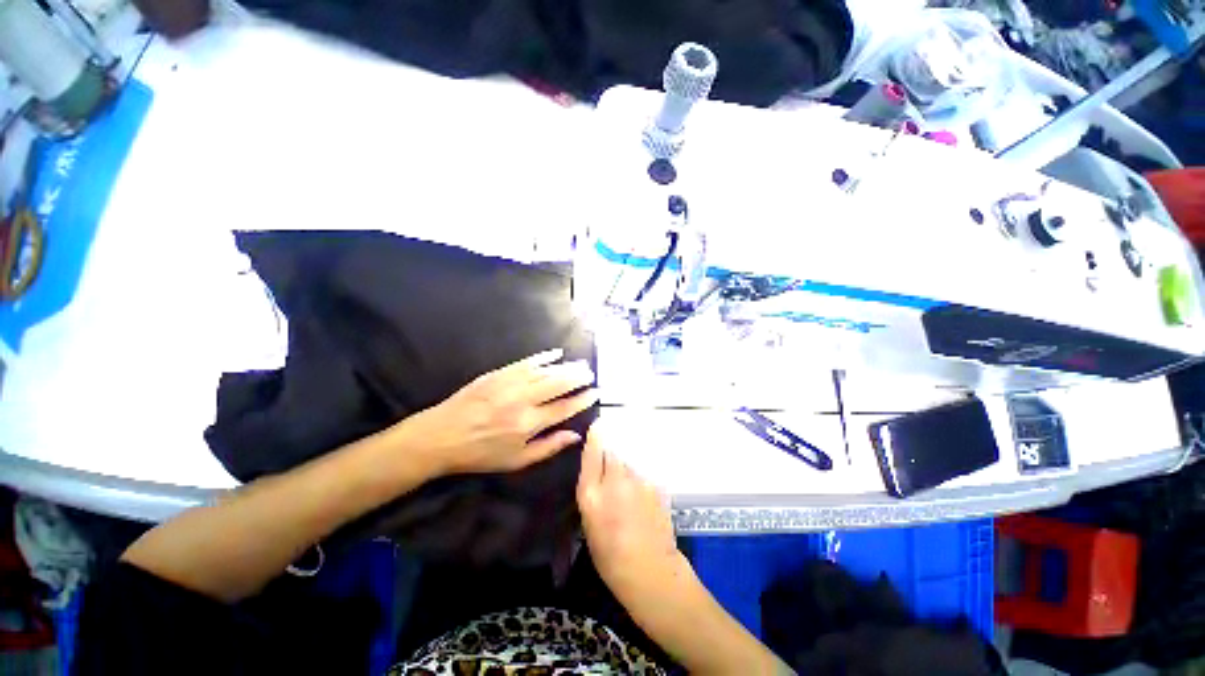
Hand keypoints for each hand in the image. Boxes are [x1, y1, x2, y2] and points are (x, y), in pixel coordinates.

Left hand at [401, 349, 598, 475]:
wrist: (441, 436)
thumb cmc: (481, 453)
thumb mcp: (516, 461)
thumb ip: (548, 447)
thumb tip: (574, 436)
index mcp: (529, 424)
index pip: (564, 408)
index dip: (582, 399)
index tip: (595, 392)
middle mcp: (523, 401)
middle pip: (558, 384)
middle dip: (578, 377)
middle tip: (590, 373)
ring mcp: (510, 384)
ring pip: (545, 371)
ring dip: (566, 366)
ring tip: (580, 364)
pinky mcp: (498, 374)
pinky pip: (526, 362)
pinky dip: (543, 357)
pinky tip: (556, 353)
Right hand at [577, 429, 687, 601]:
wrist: (650, 570)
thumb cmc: (610, 556)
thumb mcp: (589, 523)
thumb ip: (593, 491)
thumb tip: (598, 471)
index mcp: (591, 494)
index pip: (592, 453)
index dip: (595, 437)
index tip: (597, 426)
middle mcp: (614, 480)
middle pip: (612, 453)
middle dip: (610, 457)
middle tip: (611, 474)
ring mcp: (638, 481)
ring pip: (628, 464)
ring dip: (626, 471)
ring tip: (628, 493)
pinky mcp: (655, 484)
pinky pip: (642, 475)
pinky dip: (639, 482)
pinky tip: (641, 501)